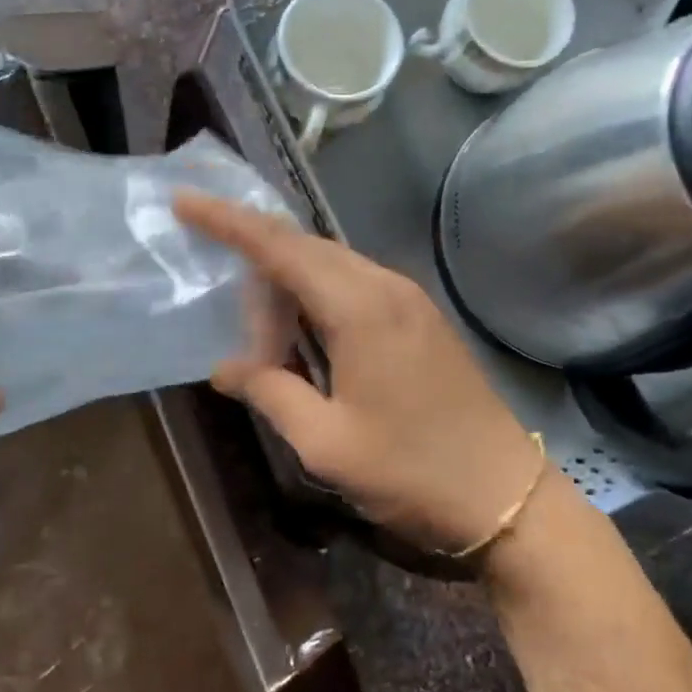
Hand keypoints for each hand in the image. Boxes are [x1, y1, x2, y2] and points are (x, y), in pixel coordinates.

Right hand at [175, 193, 550, 555]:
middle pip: (307, 248)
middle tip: (221, 295)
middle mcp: (385, 286)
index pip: (280, 246)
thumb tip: (226, 366)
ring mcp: (409, 298)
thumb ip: (271, 393)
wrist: (504, 492)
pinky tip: (306, 334)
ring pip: (333, 265)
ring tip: (261, 329)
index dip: (228, 221)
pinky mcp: (421, 317)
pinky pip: (356, 284)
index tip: (186, 199)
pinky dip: (320, 296)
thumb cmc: (411, 471)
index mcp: (359, 307)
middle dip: (257, 259)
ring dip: (290, 282)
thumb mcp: (326, 442)